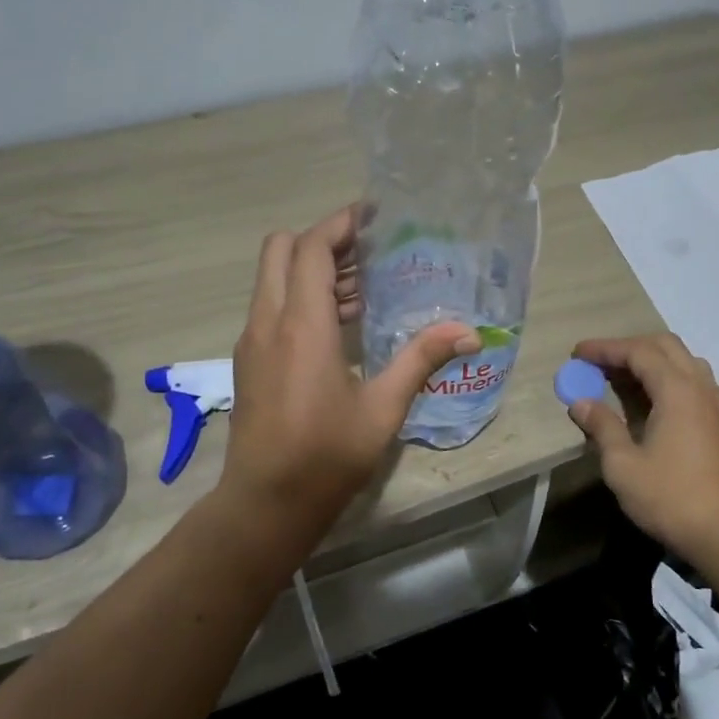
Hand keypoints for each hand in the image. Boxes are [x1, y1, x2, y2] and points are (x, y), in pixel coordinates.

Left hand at [222, 207, 477, 533]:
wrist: (266, 503)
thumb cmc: (326, 456)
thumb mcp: (383, 409)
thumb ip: (421, 360)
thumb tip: (469, 332)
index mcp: (301, 326)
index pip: (312, 248)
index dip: (340, 224)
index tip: (374, 216)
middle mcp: (268, 322)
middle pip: (282, 250)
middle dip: (323, 240)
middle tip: (369, 252)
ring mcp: (252, 341)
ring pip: (275, 278)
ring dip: (312, 269)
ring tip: (364, 287)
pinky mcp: (249, 360)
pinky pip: (272, 307)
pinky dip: (300, 297)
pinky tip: (340, 325)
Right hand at [566, 334, 718, 559]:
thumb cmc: (669, 497)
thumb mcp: (623, 464)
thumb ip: (602, 427)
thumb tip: (580, 402)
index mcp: (677, 391)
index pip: (638, 352)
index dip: (606, 348)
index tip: (577, 352)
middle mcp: (699, 388)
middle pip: (665, 347)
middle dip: (629, 347)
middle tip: (598, 362)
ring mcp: (714, 404)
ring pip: (682, 362)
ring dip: (650, 360)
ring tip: (620, 377)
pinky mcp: (718, 423)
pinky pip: (692, 382)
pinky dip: (665, 378)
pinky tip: (647, 401)